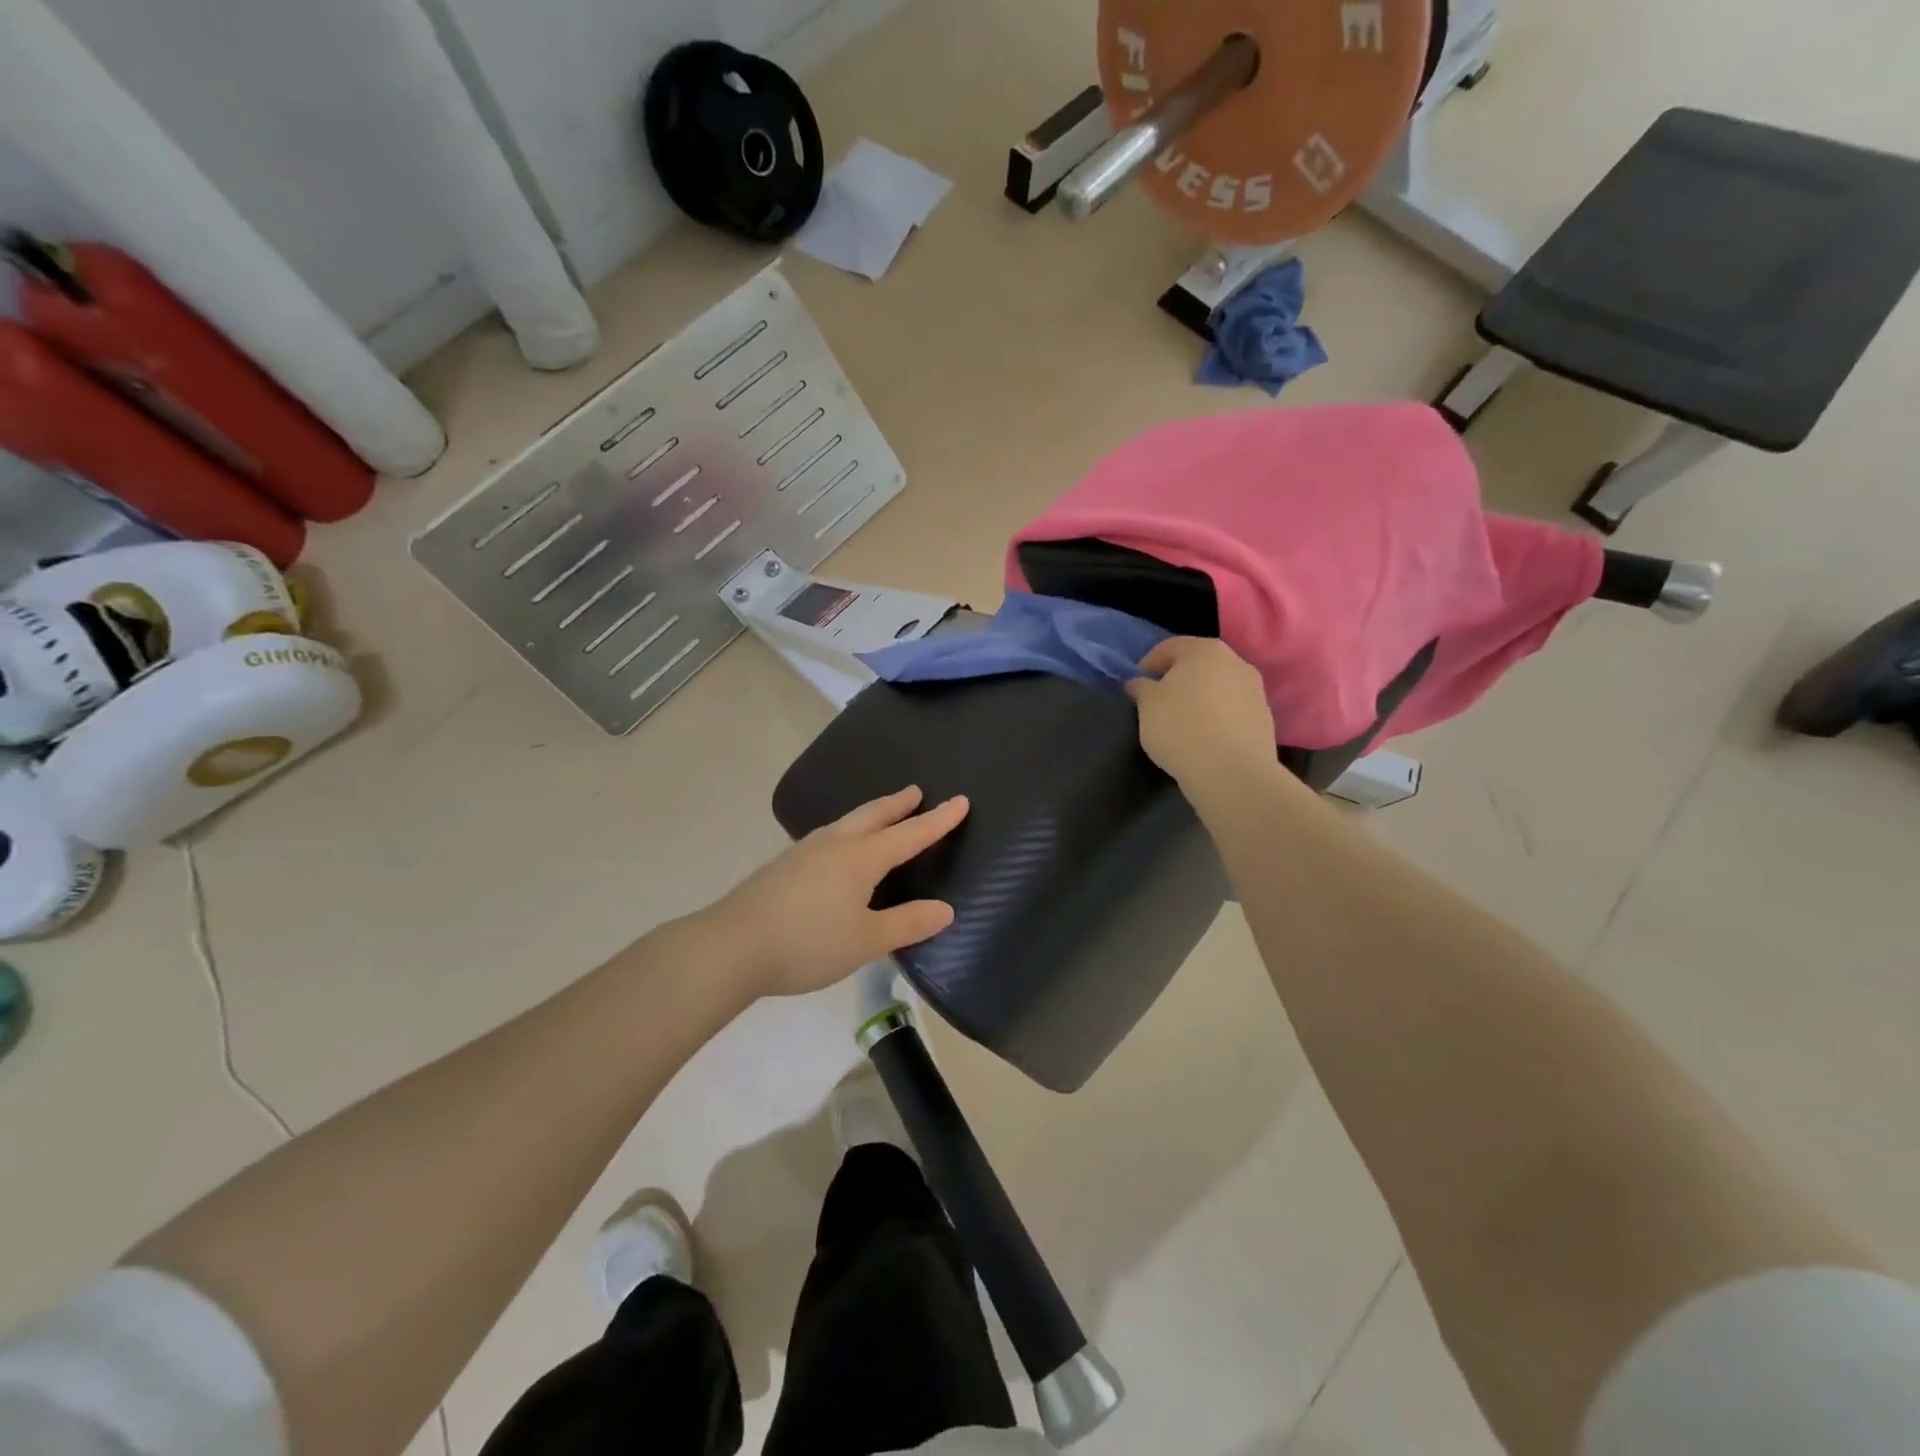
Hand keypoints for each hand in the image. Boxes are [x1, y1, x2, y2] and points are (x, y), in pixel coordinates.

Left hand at [710, 787, 969, 997]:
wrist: (731, 945)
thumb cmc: (808, 942)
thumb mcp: (866, 940)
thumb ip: (908, 923)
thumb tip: (946, 910)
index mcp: (861, 857)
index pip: (910, 834)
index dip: (938, 820)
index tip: (961, 801)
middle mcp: (835, 844)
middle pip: (874, 815)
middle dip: (899, 804)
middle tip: (917, 792)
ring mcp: (806, 851)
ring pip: (848, 822)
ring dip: (873, 814)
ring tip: (884, 815)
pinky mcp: (786, 865)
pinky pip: (830, 836)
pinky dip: (850, 831)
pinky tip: (840, 849)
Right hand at [1127, 638, 1281, 796]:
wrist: (1231, 772)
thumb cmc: (1181, 728)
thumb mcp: (1147, 705)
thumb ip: (1141, 688)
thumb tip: (1139, 683)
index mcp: (1205, 650)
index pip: (1169, 647)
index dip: (1148, 664)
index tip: (1137, 686)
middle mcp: (1235, 662)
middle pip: (1198, 665)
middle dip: (1178, 679)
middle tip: (1159, 702)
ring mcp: (1255, 690)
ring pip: (1218, 687)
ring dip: (1200, 698)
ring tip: (1183, 722)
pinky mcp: (1264, 718)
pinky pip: (1232, 710)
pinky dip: (1217, 717)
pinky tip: (1205, 737)